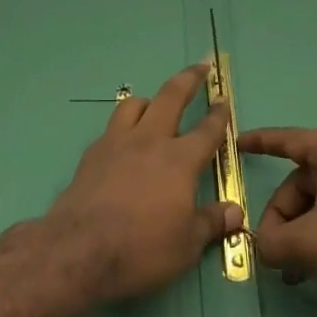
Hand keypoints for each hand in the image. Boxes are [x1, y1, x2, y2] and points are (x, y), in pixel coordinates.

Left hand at [44, 64, 242, 304]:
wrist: (80, 250)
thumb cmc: (142, 248)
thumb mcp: (187, 246)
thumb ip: (211, 223)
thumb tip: (236, 212)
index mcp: (180, 160)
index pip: (207, 130)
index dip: (219, 114)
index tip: (224, 100)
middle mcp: (151, 140)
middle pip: (172, 96)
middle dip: (189, 78)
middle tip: (200, 66)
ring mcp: (118, 142)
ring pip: (135, 104)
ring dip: (150, 100)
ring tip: (155, 104)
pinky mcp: (93, 153)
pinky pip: (113, 127)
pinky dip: (124, 126)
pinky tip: (123, 142)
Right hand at [239, 127, 316, 316]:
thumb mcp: (309, 244)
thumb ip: (273, 241)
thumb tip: (262, 245)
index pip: (290, 140)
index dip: (261, 142)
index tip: (237, 145)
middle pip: (300, 183)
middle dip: (280, 215)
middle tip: (271, 249)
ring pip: (316, 206)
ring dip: (298, 234)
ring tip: (289, 270)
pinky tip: (308, 273)